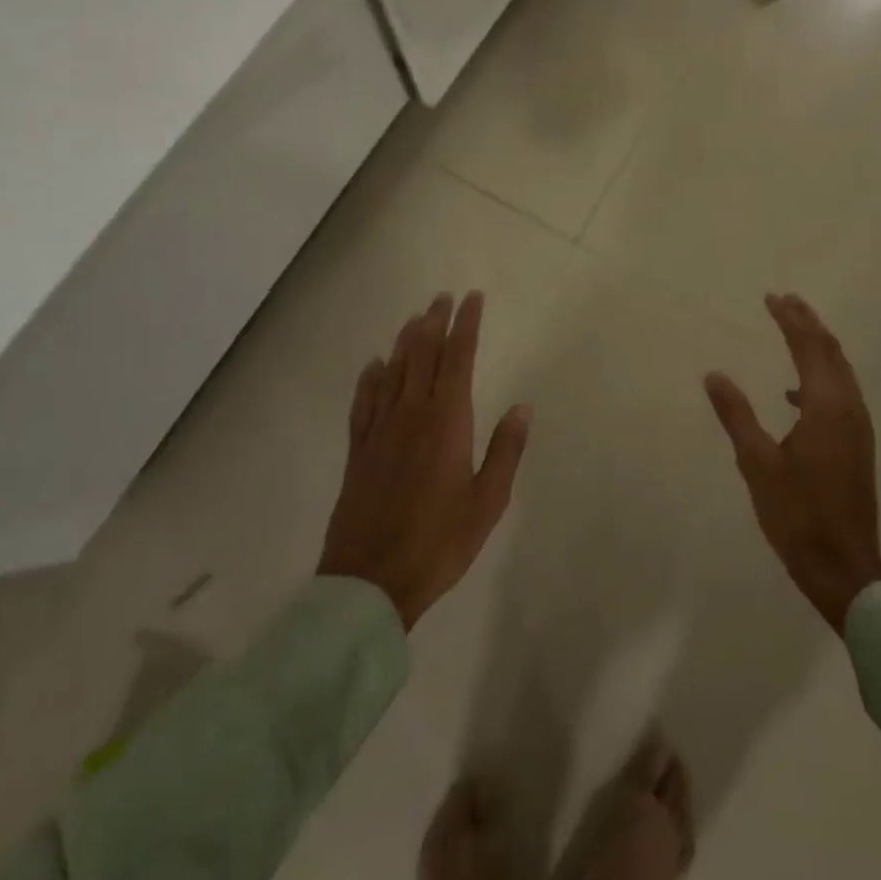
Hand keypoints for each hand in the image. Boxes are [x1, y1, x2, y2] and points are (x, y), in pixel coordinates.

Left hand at [320, 292, 531, 628]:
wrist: (371, 581)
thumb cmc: (440, 542)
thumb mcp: (488, 501)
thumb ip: (505, 450)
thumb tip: (522, 406)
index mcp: (447, 423)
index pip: (457, 359)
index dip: (465, 326)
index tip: (472, 299)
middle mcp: (411, 415)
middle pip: (423, 356)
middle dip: (435, 323)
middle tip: (443, 298)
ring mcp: (380, 431)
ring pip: (393, 372)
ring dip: (405, 342)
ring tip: (415, 318)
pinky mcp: (359, 451)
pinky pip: (364, 403)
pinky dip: (371, 378)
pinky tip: (375, 366)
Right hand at [704, 294, 880, 631]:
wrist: (844, 566)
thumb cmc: (798, 515)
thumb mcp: (758, 463)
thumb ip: (737, 415)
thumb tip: (715, 375)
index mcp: (826, 407)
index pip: (808, 348)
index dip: (790, 320)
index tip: (772, 298)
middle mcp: (849, 408)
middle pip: (830, 352)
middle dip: (808, 323)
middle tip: (785, 301)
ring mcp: (858, 427)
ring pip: (840, 371)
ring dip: (817, 346)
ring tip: (794, 330)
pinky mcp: (857, 444)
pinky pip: (841, 393)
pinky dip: (820, 377)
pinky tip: (794, 394)